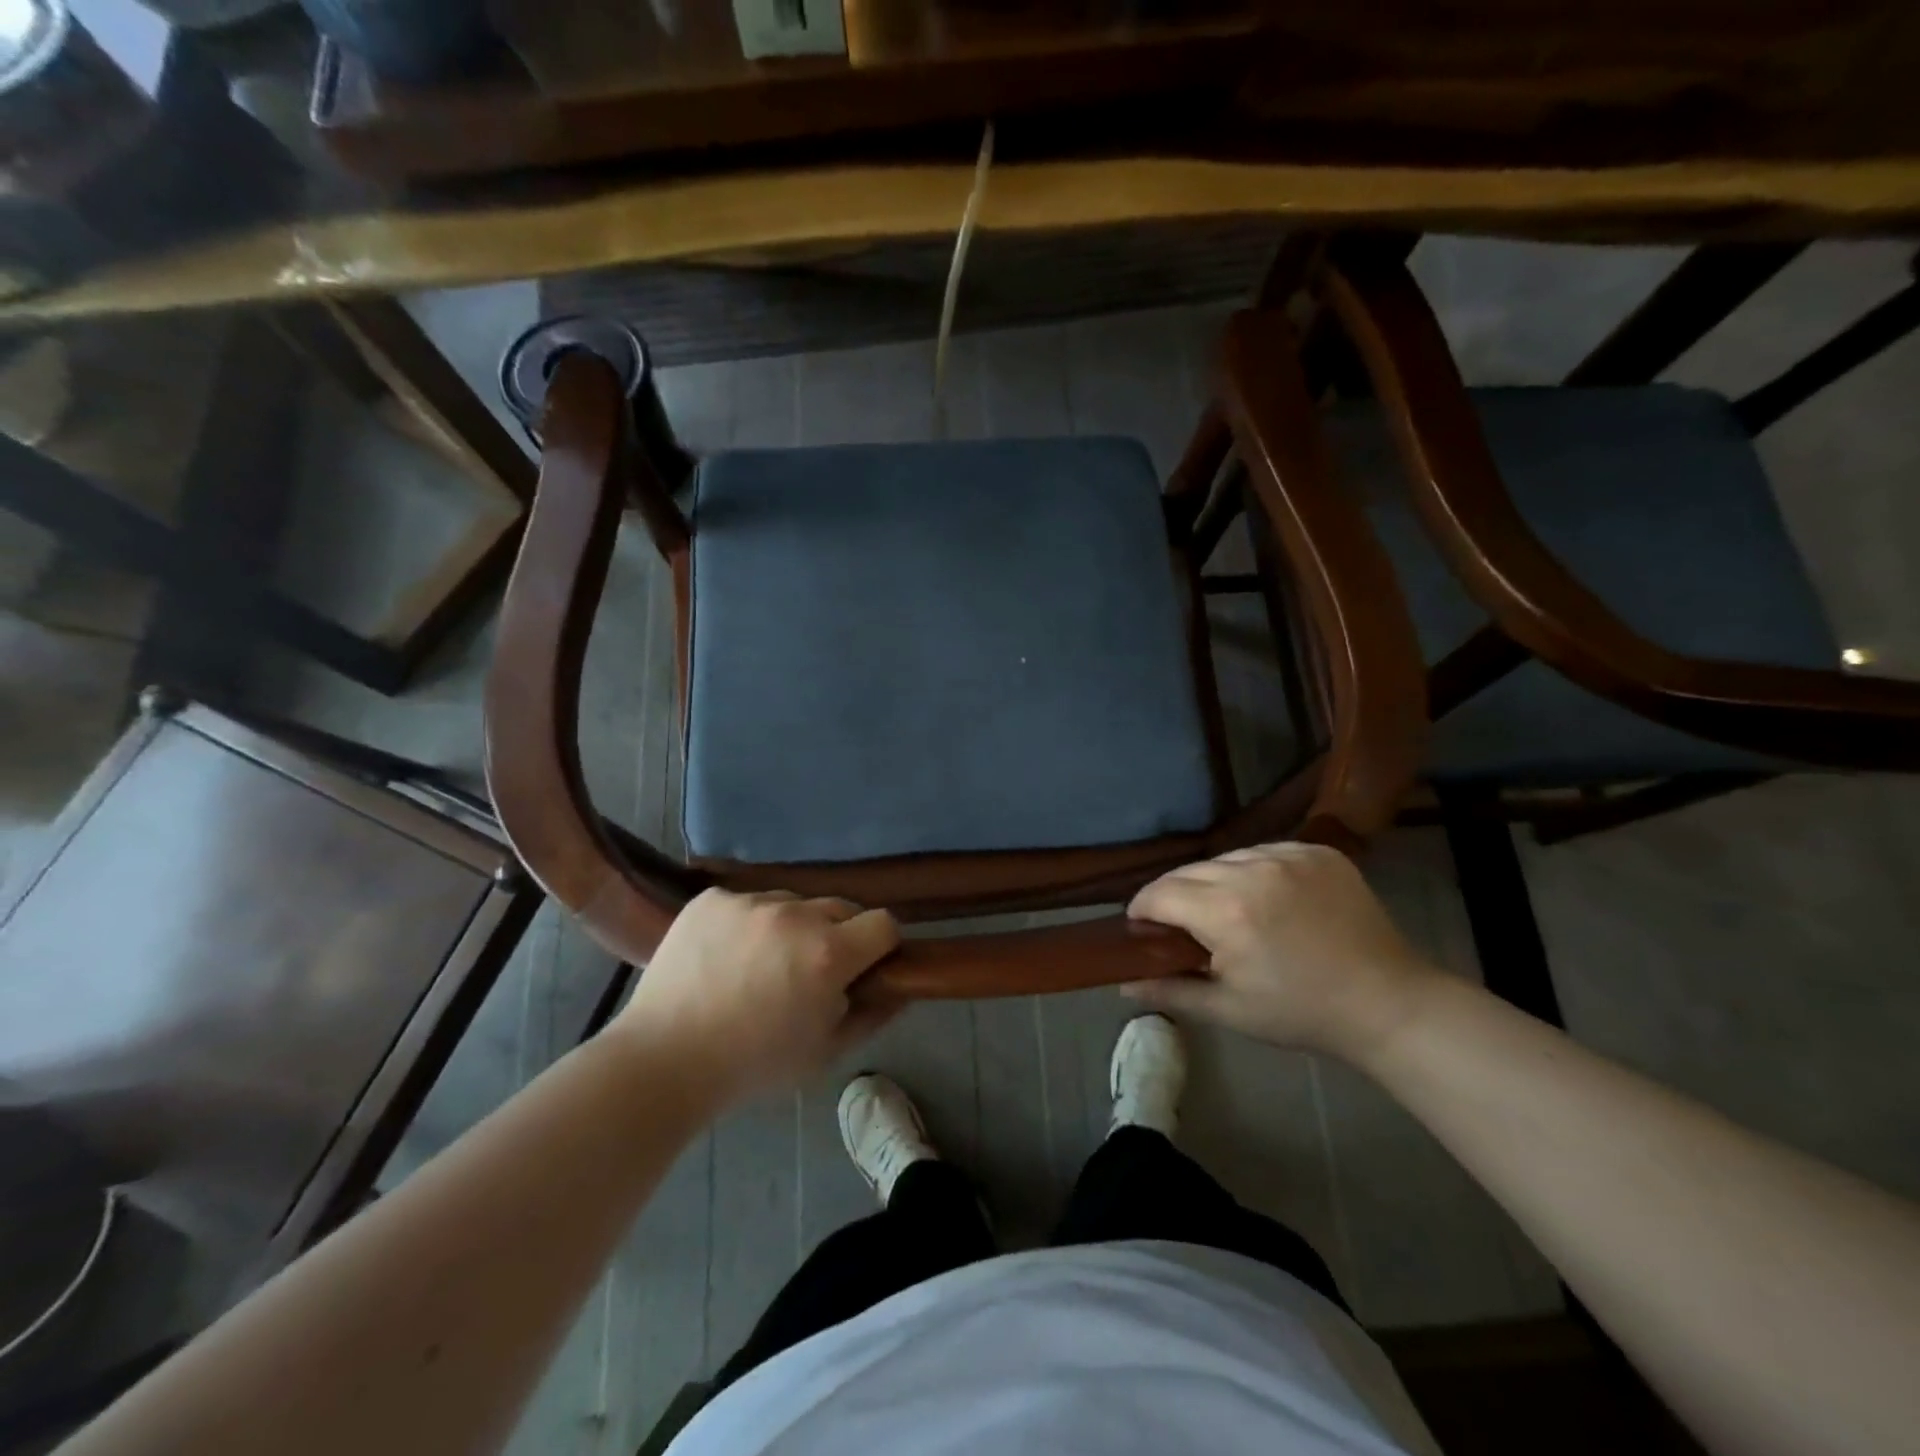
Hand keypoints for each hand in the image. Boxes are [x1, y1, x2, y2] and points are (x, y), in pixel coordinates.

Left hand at [610, 888, 900, 1105]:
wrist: (662, 1061)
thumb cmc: (752, 1066)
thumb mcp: (825, 1054)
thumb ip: (872, 1016)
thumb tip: (901, 988)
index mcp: (828, 953)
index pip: (884, 924)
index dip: (881, 946)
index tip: (865, 968)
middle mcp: (795, 915)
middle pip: (840, 908)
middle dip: (837, 936)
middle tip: (810, 972)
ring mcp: (749, 902)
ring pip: (792, 903)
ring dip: (791, 928)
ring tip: (760, 965)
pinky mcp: (712, 899)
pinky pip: (748, 902)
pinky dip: (747, 924)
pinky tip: (726, 956)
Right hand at [1124, 842, 1438, 1059]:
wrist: (1388, 1003)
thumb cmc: (1301, 1013)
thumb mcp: (1229, 1010)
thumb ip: (1170, 990)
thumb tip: (1122, 983)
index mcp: (1226, 912)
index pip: (1159, 893)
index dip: (1142, 909)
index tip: (1142, 927)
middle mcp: (1252, 871)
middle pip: (1188, 872)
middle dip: (1175, 896)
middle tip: (1182, 926)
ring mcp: (1288, 855)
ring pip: (1225, 858)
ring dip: (1214, 880)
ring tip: (1227, 911)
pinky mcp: (1317, 851)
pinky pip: (1264, 852)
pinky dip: (1253, 870)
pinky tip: (1265, 898)